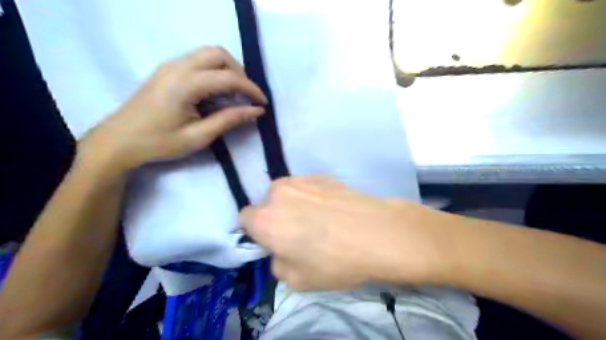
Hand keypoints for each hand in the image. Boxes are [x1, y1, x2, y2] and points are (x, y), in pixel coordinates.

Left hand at [77, 47, 265, 170]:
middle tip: (247, 96)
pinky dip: (215, 71)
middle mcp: (178, 66)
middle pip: (218, 54)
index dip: (250, 89)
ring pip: (208, 54)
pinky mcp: (168, 70)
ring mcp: (171, 65)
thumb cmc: (159, 143)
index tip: (263, 104)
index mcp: (185, 84)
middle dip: (239, 73)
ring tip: (235, 95)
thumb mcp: (198, 137)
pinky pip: (198, 61)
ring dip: (227, 70)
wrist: (119, 141)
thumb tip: (256, 111)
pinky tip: (217, 92)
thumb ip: (229, 120)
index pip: (228, 77)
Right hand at [240, 176, 445, 290]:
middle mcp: (278, 193)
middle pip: (267, 204)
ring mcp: (301, 179)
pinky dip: (312, 196)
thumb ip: (277, 264)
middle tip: (297, 232)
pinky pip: (307, 186)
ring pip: (287, 192)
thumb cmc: (334, 262)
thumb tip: (280, 251)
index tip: (271, 240)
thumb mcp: (297, 280)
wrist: (377, 234)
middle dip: (275, 217)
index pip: (244, 219)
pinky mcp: (322, 175)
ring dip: (293, 204)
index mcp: (265, 219)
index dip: (255, 231)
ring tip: (317, 219)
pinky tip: (331, 209)